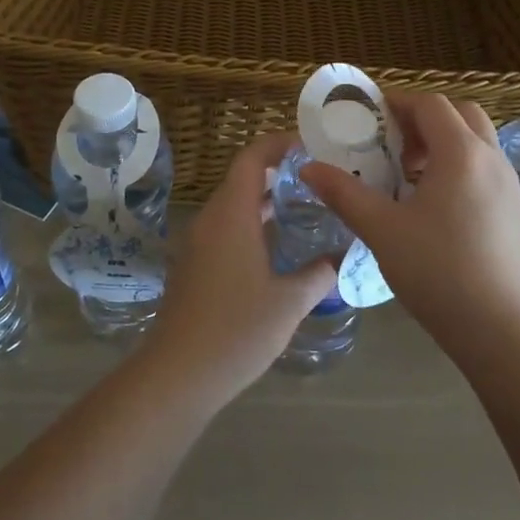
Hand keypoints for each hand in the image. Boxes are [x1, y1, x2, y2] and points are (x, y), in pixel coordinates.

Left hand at [144, 133, 337, 399]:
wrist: (177, 374)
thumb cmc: (237, 330)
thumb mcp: (290, 302)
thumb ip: (319, 273)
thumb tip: (342, 255)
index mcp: (232, 215)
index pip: (252, 158)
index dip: (279, 144)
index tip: (312, 146)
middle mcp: (211, 220)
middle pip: (243, 178)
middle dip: (279, 172)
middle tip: (319, 179)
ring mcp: (198, 243)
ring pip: (234, 205)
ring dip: (266, 201)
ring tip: (306, 207)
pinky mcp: (194, 266)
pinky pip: (226, 229)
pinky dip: (253, 224)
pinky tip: (278, 246)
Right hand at [303, 93, 519, 351]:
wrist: (499, 327)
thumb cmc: (438, 270)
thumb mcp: (381, 230)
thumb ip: (343, 193)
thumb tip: (308, 168)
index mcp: (461, 153)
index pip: (431, 104)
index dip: (398, 103)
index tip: (368, 119)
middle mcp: (491, 158)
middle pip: (460, 113)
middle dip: (423, 119)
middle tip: (391, 143)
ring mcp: (508, 184)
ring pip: (476, 140)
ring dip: (442, 142)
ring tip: (407, 174)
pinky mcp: (513, 209)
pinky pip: (484, 166)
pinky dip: (458, 165)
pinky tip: (432, 203)